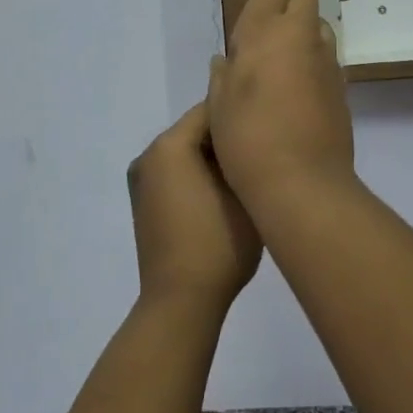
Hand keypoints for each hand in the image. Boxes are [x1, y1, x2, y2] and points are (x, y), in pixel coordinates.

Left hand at [127, 102, 261, 310]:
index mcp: (168, 146)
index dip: (241, 113)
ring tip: (249, 169)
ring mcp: (142, 181)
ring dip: (214, 156)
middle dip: (227, 136)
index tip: (270, 121)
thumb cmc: (217, 244)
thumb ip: (243, 153)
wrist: (181, 302)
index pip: (210, 109)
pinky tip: (226, 190)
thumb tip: (247, 135)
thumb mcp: (243, 191)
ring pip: (187, 152)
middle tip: (264, 145)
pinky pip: (177, 173)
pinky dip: (199, 174)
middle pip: (196, 130)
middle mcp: (148, 156)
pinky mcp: (145, 203)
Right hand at [207, 0, 355, 205]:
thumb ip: (223, 75)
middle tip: (268, 38)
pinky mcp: (343, 84)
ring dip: (304, 33)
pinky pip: (328, 57)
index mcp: (263, 31)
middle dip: (288, 4)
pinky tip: (300, 93)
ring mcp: (326, 59)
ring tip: (284, 67)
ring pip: (320, 24)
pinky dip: (315, 63)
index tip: (250, 23)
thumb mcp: (218, 106)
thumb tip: (227, 60)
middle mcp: (300, 35)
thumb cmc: (247, 140)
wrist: (301, 181)